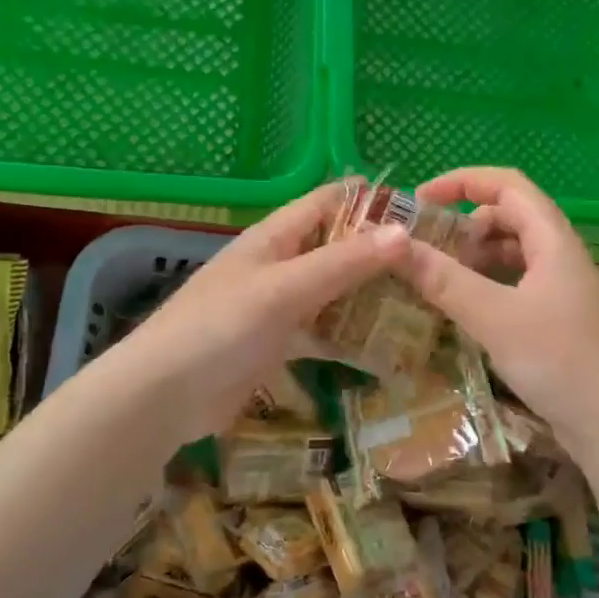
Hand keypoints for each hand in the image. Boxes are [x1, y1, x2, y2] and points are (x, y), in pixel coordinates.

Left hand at [119, 184, 407, 445]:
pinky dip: (350, 335)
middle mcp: (279, 264)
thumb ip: (342, 262)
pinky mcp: (278, 344)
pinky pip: (322, 330)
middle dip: (379, 252)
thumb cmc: (220, 328)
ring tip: (423, 301)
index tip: (421, 212)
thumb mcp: (284, 289)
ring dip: (369, 294)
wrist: (163, 396)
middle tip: (434, 264)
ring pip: (333, 290)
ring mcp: (278, 305)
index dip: (371, 201)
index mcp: (274, 237)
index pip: (329, 202)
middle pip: (336, 246)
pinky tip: (387, 347)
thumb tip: (403, 231)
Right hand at [403, 168, 598, 456]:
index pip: (507, 185)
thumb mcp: (495, 317)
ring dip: (476, 255)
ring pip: (513, 253)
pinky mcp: (560, 318)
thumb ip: (444, 280)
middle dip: (464, 222)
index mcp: (553, 240)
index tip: (420, 199)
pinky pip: (517, 283)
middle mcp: (561, 255)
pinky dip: (488, 284)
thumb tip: (394, 245)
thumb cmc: (560, 360)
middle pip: (510, 217)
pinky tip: (466, 307)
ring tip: (438, 277)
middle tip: (425, 245)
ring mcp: (563, 288)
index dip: (462, 181)